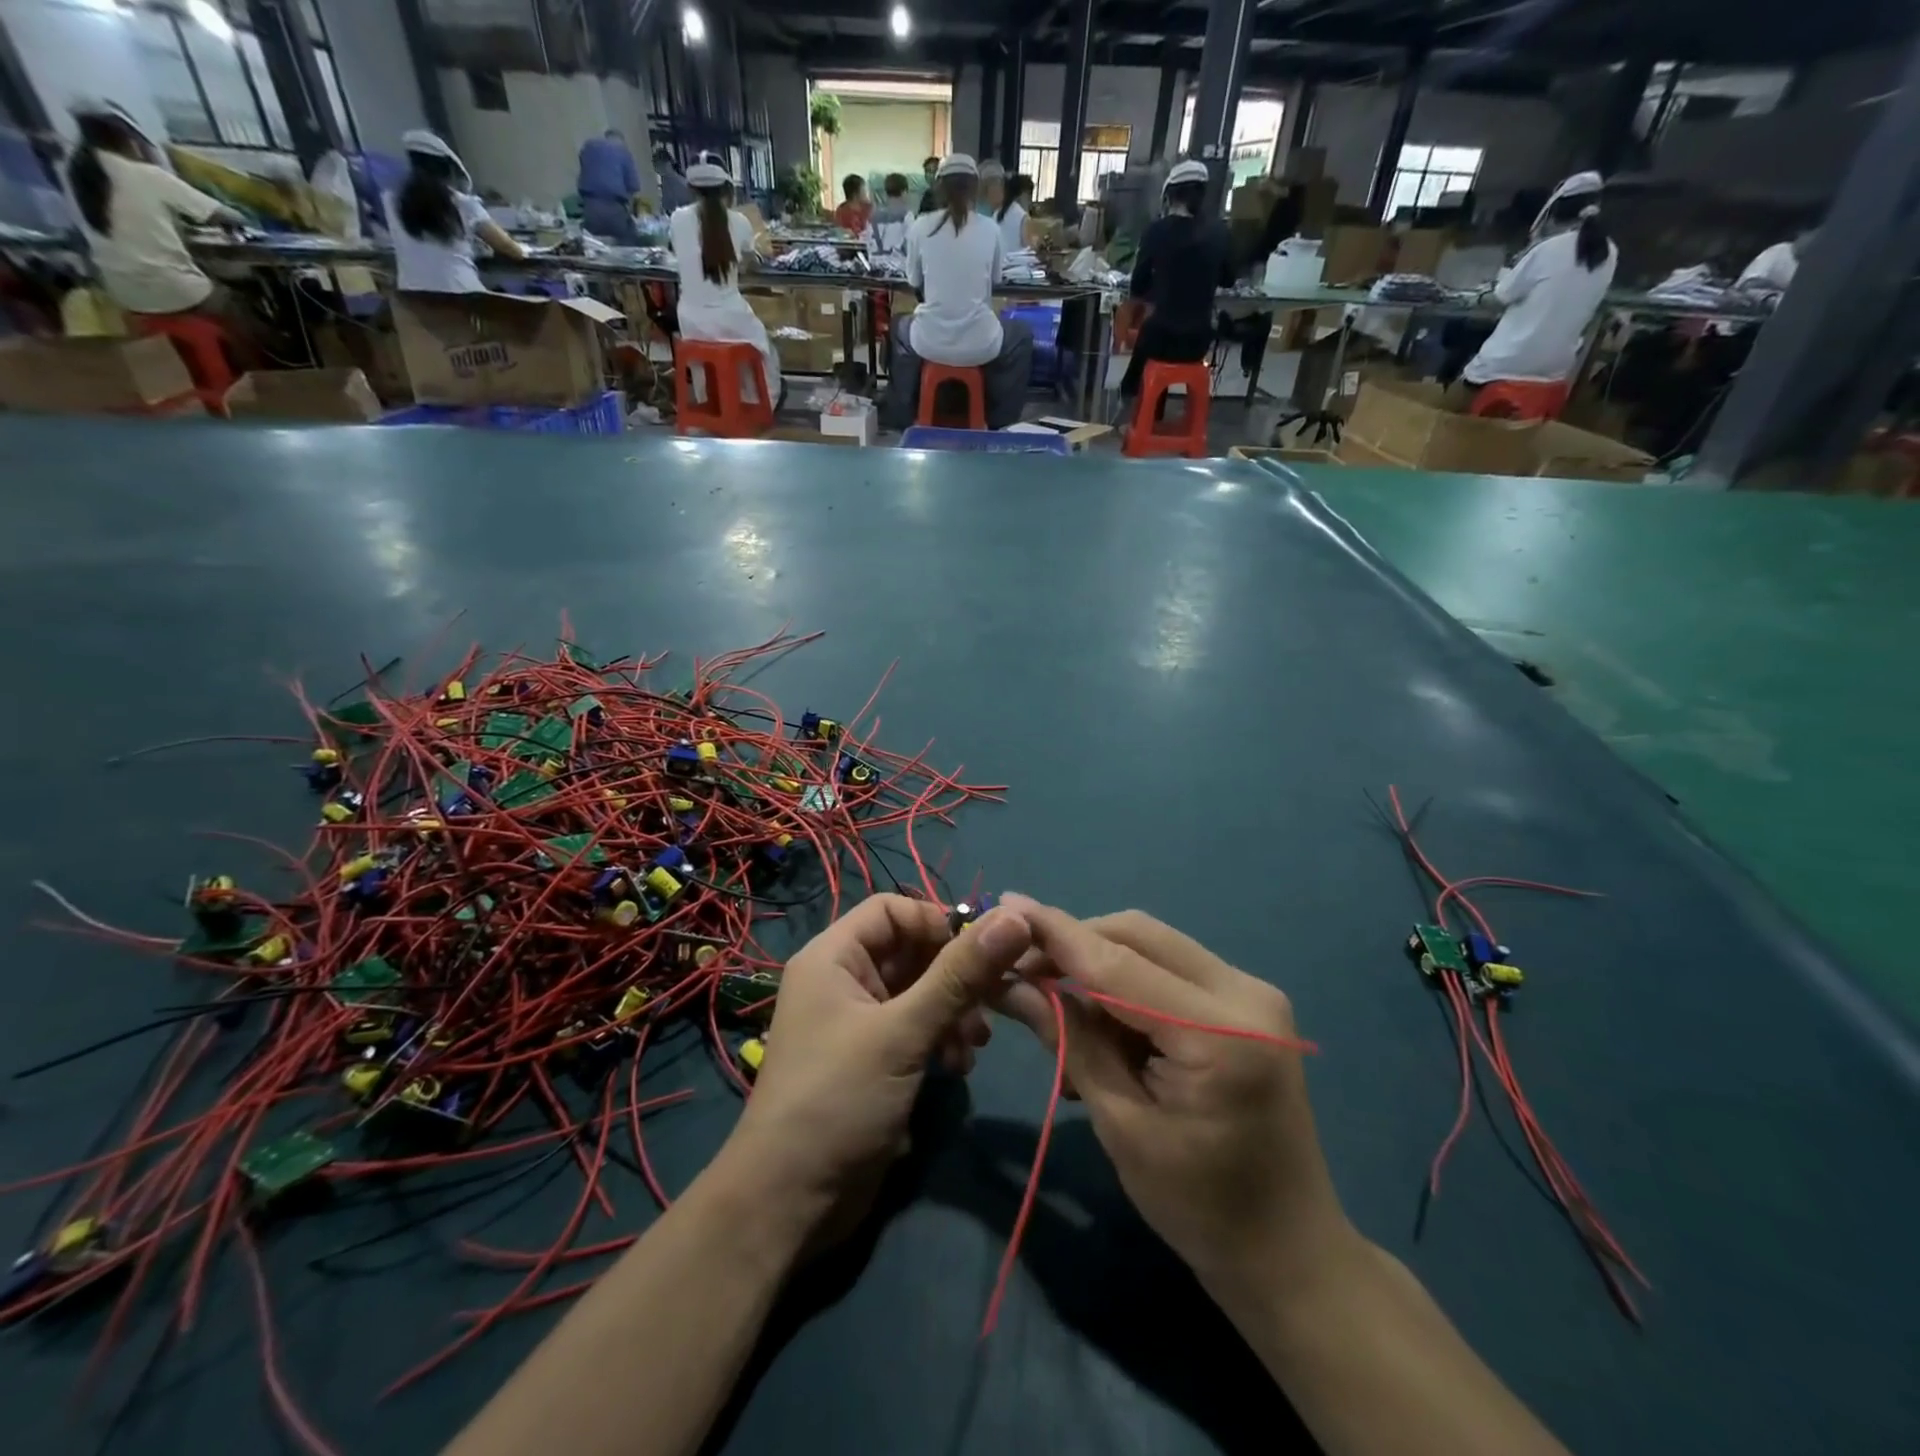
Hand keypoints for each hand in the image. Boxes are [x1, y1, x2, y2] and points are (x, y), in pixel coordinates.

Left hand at [721, 895, 1032, 1238]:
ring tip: (975, 1042)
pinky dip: (941, 1037)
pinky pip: (915, 1026)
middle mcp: (843, 980)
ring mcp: (857, 1021)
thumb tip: (1014, 918)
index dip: (936, 922)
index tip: (981, 952)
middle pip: (910, 950)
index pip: (892, 909)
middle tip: (994, 1001)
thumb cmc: (838, 1099)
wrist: (790, 1203)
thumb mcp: (903, 1033)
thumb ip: (959, 976)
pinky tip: (958, 1067)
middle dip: (954, 975)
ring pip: (919, 991)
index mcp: (833, 957)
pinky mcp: (873, 1058)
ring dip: (953, 1010)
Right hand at [994, 897, 1351, 1292]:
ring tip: (1059, 1004)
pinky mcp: (1248, 1001)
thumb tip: (1014, 984)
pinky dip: (1128, 981)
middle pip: (1138, 934)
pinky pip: (1170, 967)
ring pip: (1153, 944)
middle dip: (1076, 943)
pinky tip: (1103, 1020)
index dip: (1057, 933)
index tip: (1006, 905)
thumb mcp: (1121, 1125)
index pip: (1118, 963)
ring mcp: (1252, 992)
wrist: (1290, 1249)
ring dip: (1099, 962)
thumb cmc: (1200, 1207)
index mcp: (1220, 1034)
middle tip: (1023, 967)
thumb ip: (1071, 1042)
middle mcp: (1245, 992)